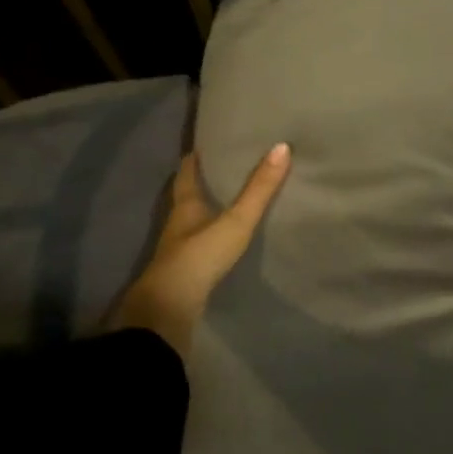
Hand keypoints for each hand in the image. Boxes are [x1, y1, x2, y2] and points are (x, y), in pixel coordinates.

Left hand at [111, 144, 290, 358]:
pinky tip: (223, 239)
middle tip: (224, 168)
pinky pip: (199, 244)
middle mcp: (178, 223)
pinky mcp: (185, 271)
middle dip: (202, 182)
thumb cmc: (200, 256)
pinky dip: (209, 236)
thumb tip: (281, 147)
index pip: (186, 173)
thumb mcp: (235, 221)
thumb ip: (259, 190)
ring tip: (229, 201)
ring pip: (192, 221)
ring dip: (206, 210)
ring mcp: (179, 249)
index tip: (206, 145)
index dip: (194, 158)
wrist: (170, 308)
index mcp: (185, 205)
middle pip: (187, 196)